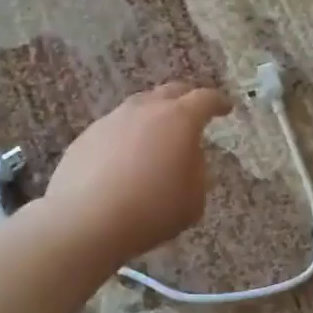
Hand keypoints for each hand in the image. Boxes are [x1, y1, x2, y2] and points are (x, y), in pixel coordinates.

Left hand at [44, 83, 233, 261]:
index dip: (219, 102)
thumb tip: (187, 159)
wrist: (85, 221)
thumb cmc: (151, 210)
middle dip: (187, 98)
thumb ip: (196, 172)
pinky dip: (127, 137)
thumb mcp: (193, 199)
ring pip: (139, 107)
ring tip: (158, 136)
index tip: (226, 107)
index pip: (205, 99)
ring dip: (153, 116)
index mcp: (179, 119)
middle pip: (171, 92)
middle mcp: (145, 110)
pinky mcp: (86, 136)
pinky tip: (125, 159)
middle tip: (194, 111)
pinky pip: (115, 128)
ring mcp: (112, 120)